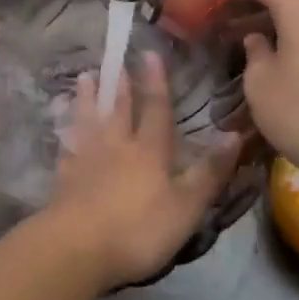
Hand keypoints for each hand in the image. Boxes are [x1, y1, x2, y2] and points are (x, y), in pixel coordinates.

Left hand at [44, 52, 243, 288]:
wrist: (78, 246)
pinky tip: (63, 128)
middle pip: (118, 110)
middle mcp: (116, 146)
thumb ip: (209, 172)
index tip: (150, 54)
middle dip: (120, 86)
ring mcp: (86, 159)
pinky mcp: (64, 177)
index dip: (156, 82)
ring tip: (85, 78)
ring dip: (88, 98)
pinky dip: (66, 132)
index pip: (155, 109)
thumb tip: (235, 134)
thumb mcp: (186, 206)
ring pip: (88, 120)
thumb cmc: (139, 229)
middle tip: (116, 63)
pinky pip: (66, 146)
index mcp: (149, 151)